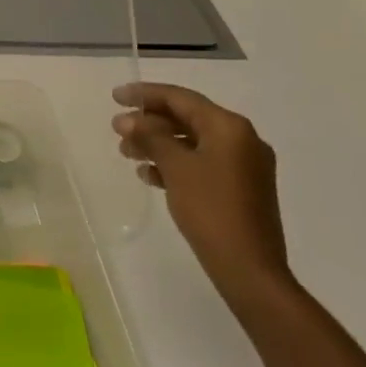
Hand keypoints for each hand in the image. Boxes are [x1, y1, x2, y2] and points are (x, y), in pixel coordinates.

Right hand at [112, 83, 291, 310]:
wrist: (250, 271)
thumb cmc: (211, 210)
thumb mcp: (175, 167)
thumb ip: (150, 136)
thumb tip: (129, 120)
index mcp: (230, 127)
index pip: (180, 98)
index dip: (145, 94)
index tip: (115, 97)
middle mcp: (242, 139)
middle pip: (186, 119)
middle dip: (149, 123)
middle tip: (117, 130)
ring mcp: (244, 166)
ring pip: (192, 142)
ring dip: (158, 144)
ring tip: (127, 154)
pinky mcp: (241, 189)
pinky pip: (202, 163)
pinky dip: (175, 164)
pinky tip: (150, 175)